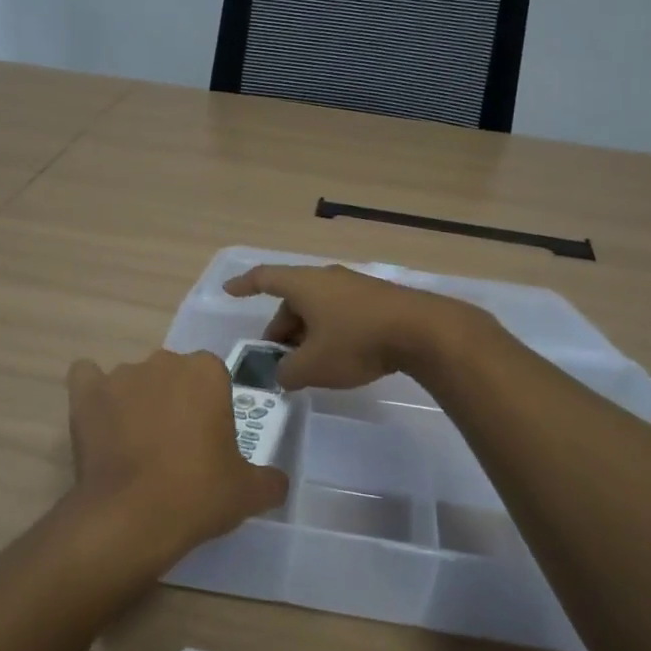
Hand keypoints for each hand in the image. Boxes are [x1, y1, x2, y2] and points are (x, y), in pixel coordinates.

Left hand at [66, 350, 288, 563]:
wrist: (130, 517)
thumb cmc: (198, 494)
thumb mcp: (249, 492)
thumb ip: (269, 480)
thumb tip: (276, 483)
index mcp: (207, 372)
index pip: (213, 377)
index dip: (211, 408)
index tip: (208, 441)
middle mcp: (164, 361)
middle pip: (173, 375)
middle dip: (175, 401)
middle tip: (176, 446)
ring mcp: (121, 375)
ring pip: (134, 380)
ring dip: (137, 401)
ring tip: (134, 446)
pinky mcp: (86, 394)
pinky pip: (87, 378)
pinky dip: (93, 392)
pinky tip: (98, 418)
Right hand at [220, 263, 479, 389]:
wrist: (421, 331)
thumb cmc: (357, 342)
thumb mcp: (313, 366)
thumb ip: (288, 372)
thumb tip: (284, 373)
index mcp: (304, 284)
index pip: (265, 278)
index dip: (244, 284)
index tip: (228, 289)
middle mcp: (327, 278)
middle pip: (293, 299)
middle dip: (281, 329)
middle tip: (280, 360)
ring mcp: (355, 286)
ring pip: (318, 307)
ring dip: (307, 333)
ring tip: (309, 364)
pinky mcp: (377, 299)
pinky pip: (340, 312)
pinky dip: (330, 331)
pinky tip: (339, 356)